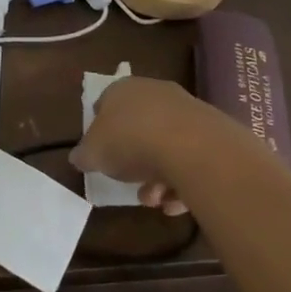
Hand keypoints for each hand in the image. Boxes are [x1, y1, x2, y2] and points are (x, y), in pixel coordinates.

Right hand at [70, 76, 240, 216]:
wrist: (192, 148)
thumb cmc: (131, 142)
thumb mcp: (93, 153)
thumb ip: (84, 155)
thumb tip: (78, 157)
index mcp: (123, 89)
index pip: (106, 103)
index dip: (101, 128)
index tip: (101, 152)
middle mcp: (155, 92)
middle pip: (139, 126)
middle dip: (133, 159)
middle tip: (130, 183)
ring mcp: (186, 110)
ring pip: (166, 145)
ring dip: (158, 176)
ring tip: (155, 201)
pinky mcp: (212, 131)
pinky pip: (191, 157)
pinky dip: (183, 179)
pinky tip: (176, 202)